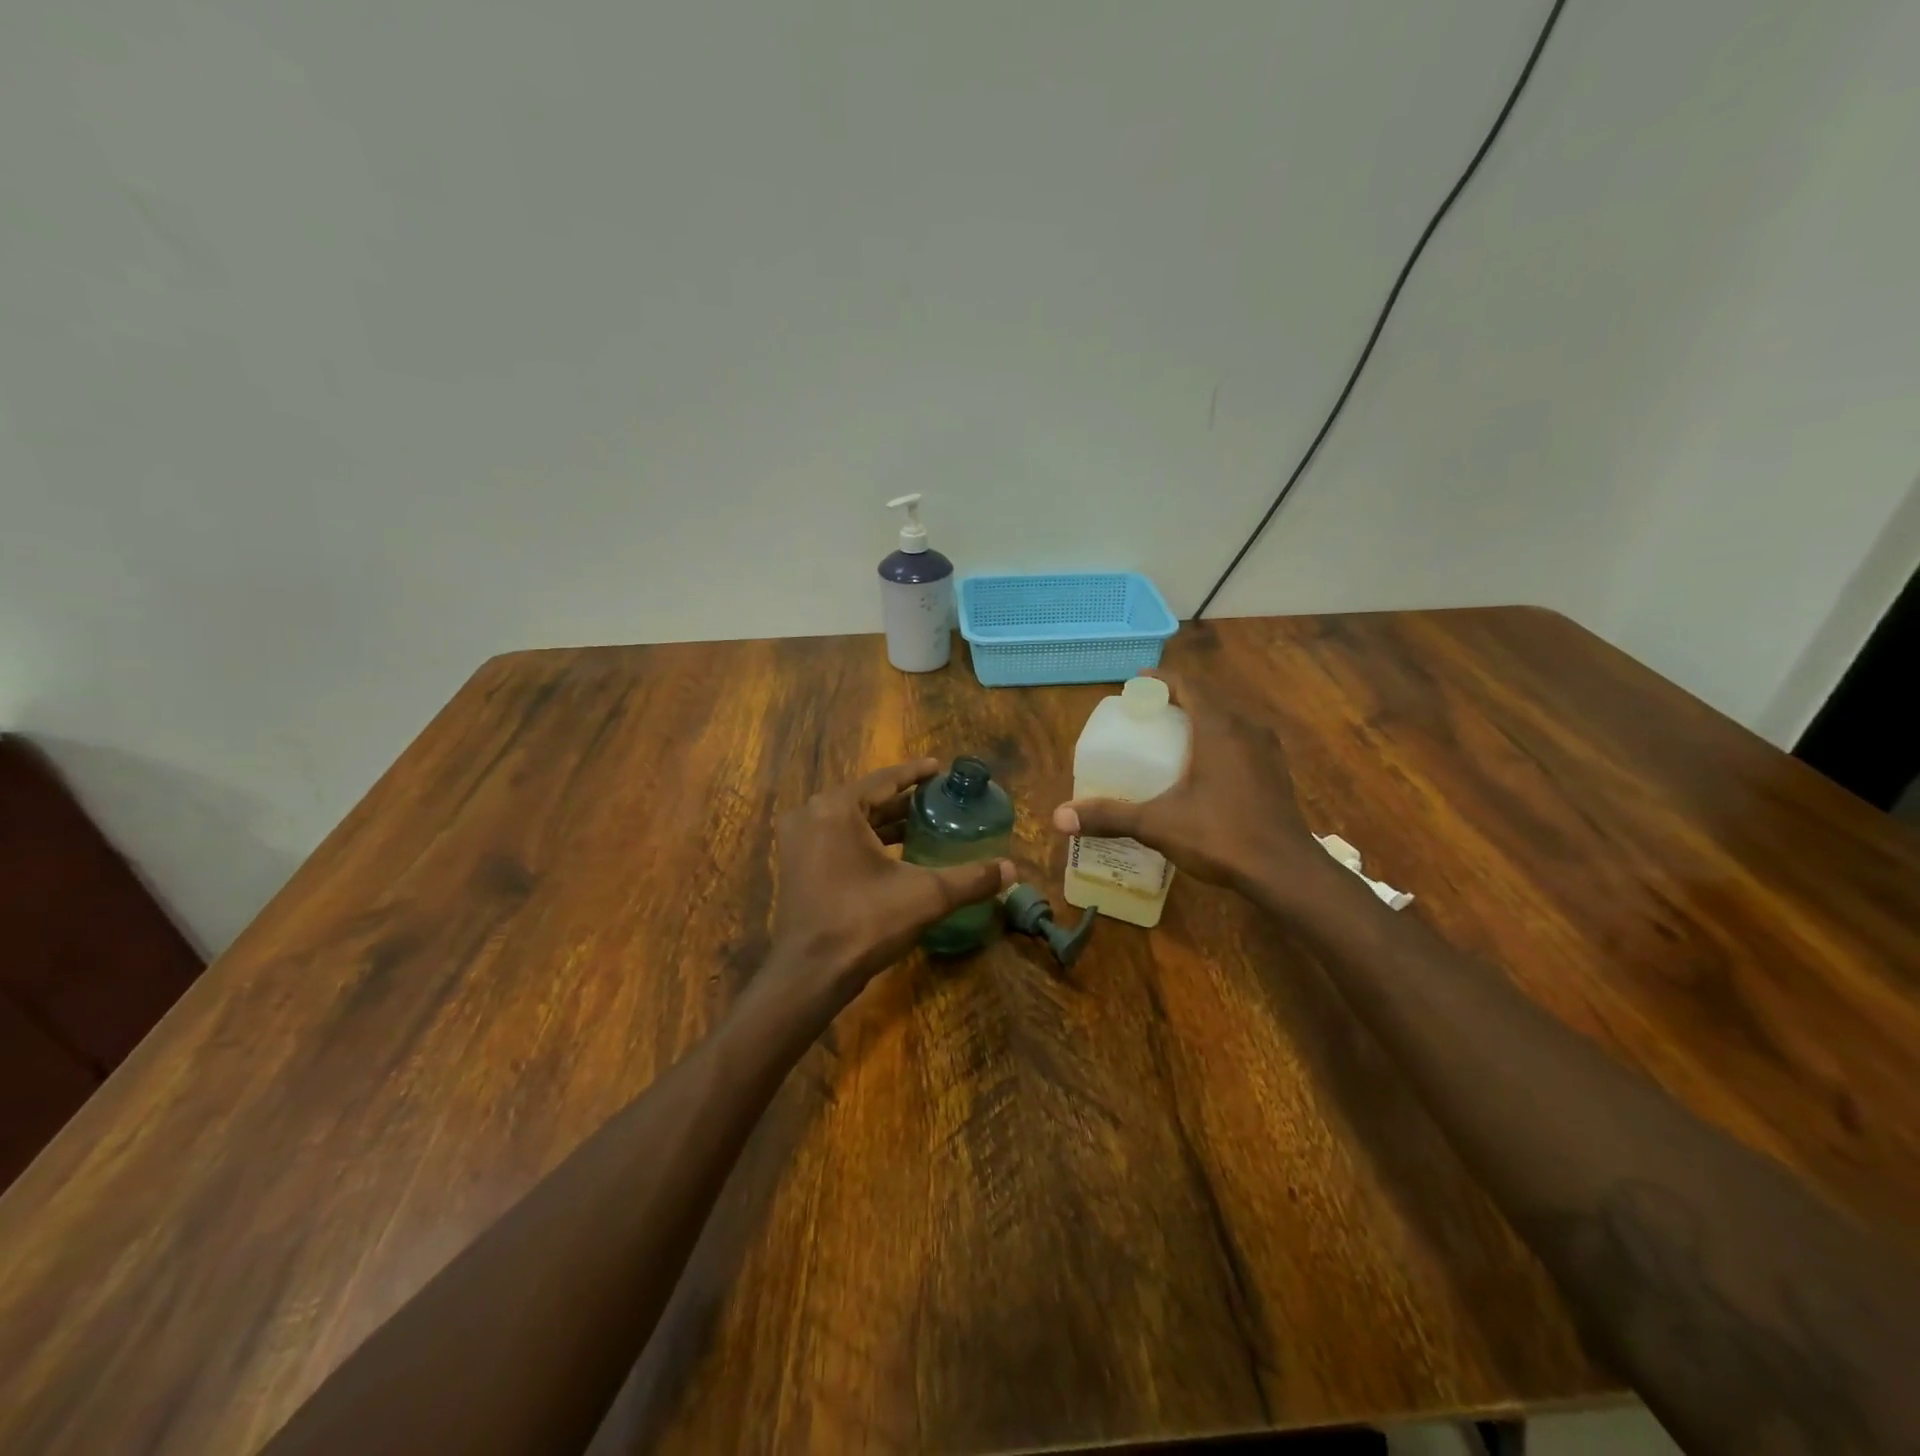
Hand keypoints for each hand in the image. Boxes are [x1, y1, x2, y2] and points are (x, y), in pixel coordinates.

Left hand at [767, 759, 1012, 1006]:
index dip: (915, 774)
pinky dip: (866, 841)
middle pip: (866, 799)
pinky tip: (896, 852)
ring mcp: (799, 843)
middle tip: (938, 798)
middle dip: (902, 800)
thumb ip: (970, 879)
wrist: (811, 974)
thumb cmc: (864, 922)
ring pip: (851, 821)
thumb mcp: (925, 896)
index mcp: (837, 809)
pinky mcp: (798, 867)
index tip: (939, 768)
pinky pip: (838, 840)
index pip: (884, 780)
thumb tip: (1012, 869)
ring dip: (885, 822)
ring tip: (923, 822)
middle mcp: (812, 816)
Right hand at [1051, 671, 1317, 891]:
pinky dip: (1218, 743)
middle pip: (1207, 701)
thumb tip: (1058, 817)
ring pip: (1228, 722)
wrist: (1286, 871)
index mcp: (1218, 728)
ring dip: (1200, 722)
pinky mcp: (1276, 773)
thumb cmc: (1221, 835)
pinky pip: (1242, 743)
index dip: (1160, 680)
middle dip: (1176, 702)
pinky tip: (1204, 769)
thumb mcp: (1157, 824)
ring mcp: (1267, 751)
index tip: (1137, 683)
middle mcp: (1246, 730)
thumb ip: (1110, 816)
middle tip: (1146, 714)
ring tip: (1171, 738)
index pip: (1188, 686)